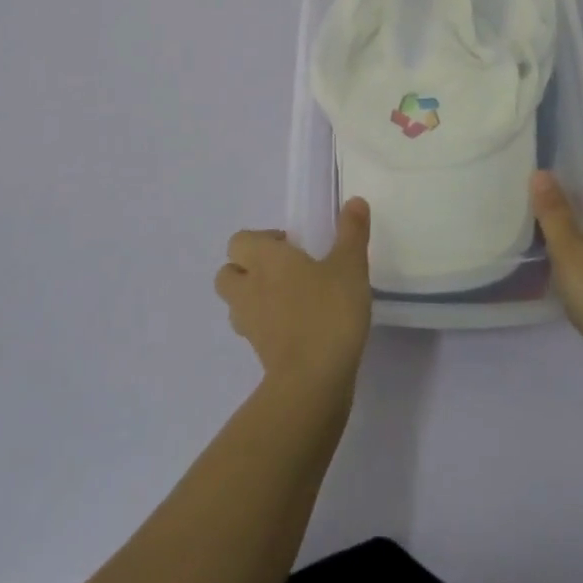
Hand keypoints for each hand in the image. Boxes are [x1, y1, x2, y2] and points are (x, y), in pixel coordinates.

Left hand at [215, 199, 372, 402]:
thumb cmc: (328, 312)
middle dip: (248, 268)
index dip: (260, 240)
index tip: (292, 246)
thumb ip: (352, 232)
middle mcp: (249, 288)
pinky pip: (254, 330)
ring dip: (254, 297)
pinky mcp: (259, 353)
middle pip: (228, 273)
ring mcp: (250, 324)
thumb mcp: (350, 265)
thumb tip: (355, 201)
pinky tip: (298, 327)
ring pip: (237, 303)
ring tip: (290, 299)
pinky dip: (267, 325)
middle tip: (285, 270)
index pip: (239, 241)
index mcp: (265, 260)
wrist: (313, 381)